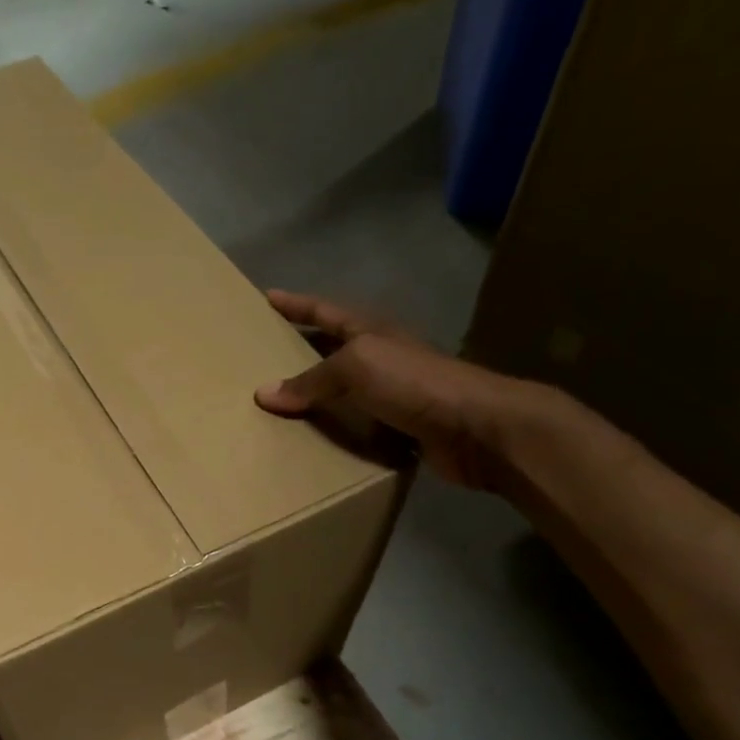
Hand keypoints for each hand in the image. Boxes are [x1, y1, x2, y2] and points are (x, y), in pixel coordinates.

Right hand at [254, 289, 544, 489]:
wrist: (476, 428)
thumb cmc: (413, 383)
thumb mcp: (356, 368)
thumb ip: (311, 380)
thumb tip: (264, 394)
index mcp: (370, 333)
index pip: (324, 312)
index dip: (296, 304)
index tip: (267, 297)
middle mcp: (381, 358)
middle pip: (332, 349)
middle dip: (301, 350)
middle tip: (263, 358)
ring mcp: (393, 394)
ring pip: (343, 391)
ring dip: (315, 397)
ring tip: (277, 407)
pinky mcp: (400, 429)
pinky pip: (356, 427)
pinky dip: (334, 432)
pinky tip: (311, 443)